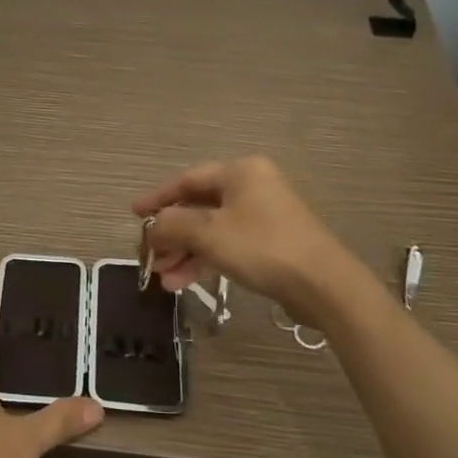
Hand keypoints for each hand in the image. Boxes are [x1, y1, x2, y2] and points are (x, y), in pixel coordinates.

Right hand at [135, 156, 352, 323]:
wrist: (323, 285)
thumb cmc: (262, 247)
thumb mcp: (209, 233)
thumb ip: (173, 225)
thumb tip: (152, 227)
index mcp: (239, 172)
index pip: (186, 180)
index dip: (157, 198)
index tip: (134, 214)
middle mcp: (252, 187)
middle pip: (198, 207)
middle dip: (172, 235)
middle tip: (150, 258)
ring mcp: (264, 215)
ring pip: (212, 229)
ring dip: (186, 252)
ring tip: (166, 280)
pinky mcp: (271, 242)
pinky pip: (228, 244)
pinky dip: (206, 259)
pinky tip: (186, 281)